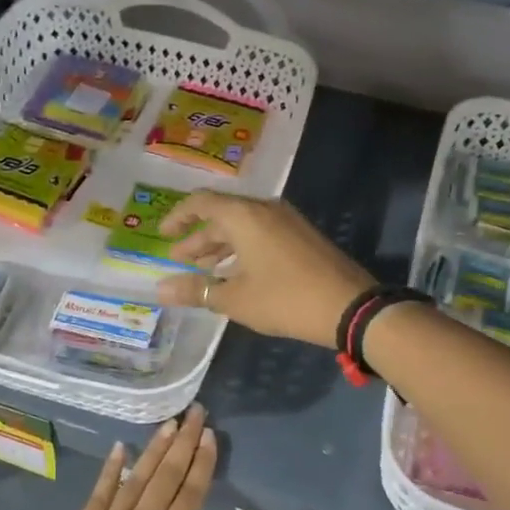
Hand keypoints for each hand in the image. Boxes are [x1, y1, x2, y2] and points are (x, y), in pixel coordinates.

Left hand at [9, 406, 222, 509]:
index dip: (201, 464)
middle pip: (166, 478)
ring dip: (154, 450)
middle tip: (196, 412)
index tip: (209, 435)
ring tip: (168, 423)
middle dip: (184, 442)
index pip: (189, 498)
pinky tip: (121, 448)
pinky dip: (111, 470)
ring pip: (136, 480)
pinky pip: (98, 495)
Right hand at [153, 191, 373, 346]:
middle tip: (179, 260)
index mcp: (245, 216)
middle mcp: (265, 210)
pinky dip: (242, 250)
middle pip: (222, 216)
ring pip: (243, 227)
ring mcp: (287, 222)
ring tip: (204, 271)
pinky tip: (237, 274)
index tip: (162, 235)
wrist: (349, 306)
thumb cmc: (285, 299)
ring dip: (221, 246)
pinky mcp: (302, 236)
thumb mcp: (235, 299)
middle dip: (198, 238)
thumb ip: (196, 291)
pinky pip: (262, 234)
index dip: (178, 217)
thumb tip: (160, 290)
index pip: (201, 203)